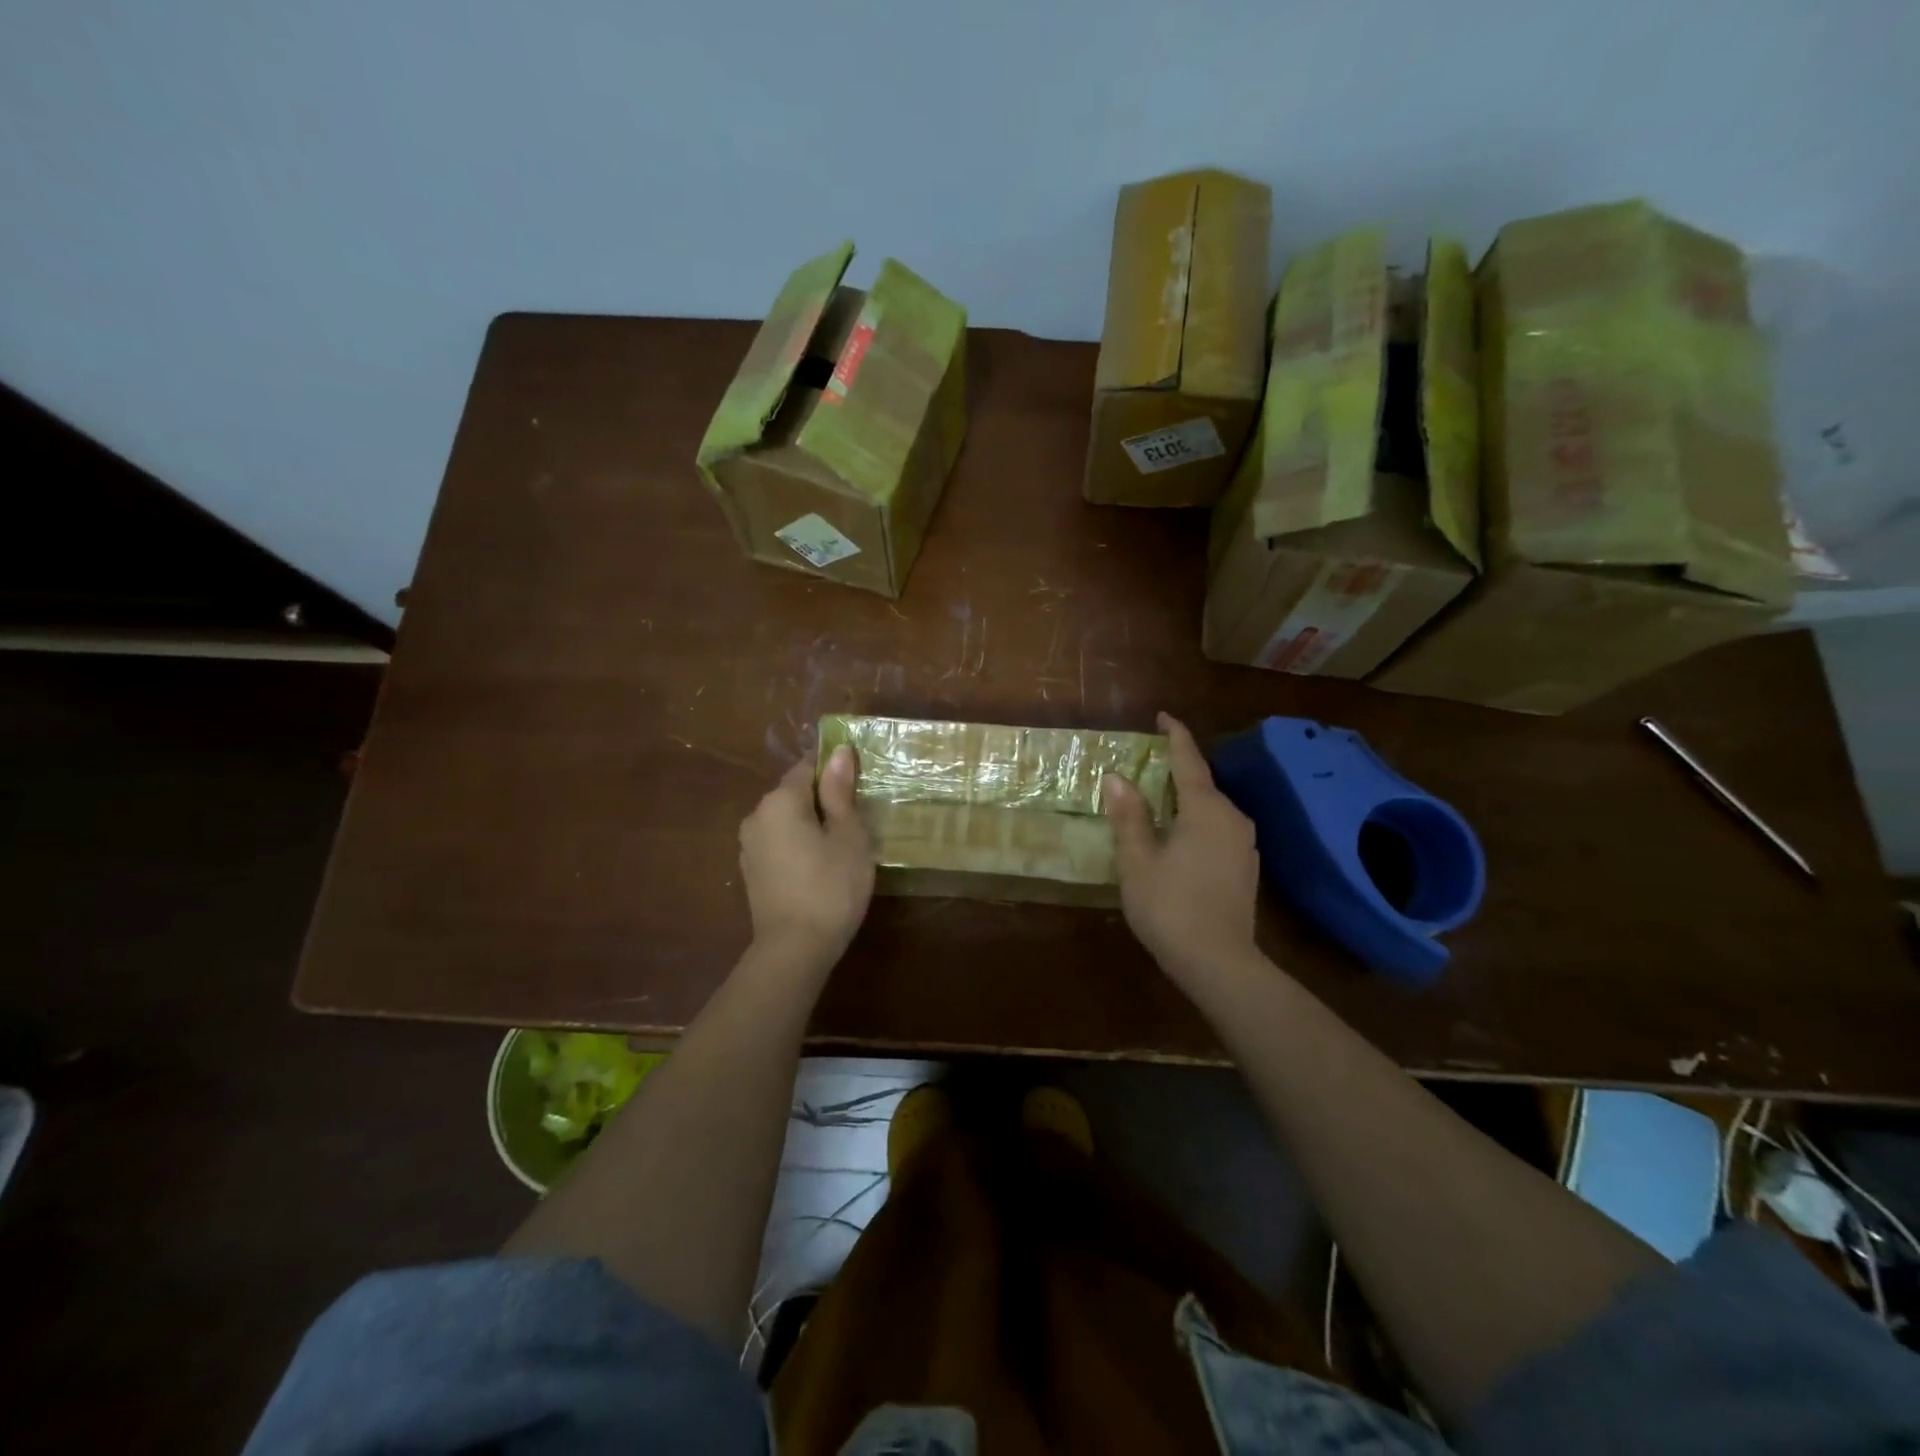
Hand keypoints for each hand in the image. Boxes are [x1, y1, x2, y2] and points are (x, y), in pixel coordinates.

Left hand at [739, 746, 874, 967]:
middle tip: (857, 821)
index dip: (835, 771)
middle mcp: (756, 816)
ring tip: (842, 847)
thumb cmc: (831, 886)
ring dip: (811, 825)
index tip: (859, 787)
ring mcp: (749, 846)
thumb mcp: (847, 835)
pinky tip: (820, 868)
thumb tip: (837, 752)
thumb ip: (840, 792)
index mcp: (779, 800)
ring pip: (786, 820)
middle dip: (824, 800)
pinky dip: (799, 846)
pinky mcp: (751, 872)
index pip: (807, 767)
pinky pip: (779, 844)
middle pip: (794, 793)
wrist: (794, 950)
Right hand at [1104, 712, 1260, 986]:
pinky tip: (1179, 839)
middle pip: (1202, 784)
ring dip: (1186, 800)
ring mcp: (1244, 844)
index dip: (1175, 735)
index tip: (1163, 716)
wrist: (1219, 963)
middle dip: (1177, 771)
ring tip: (1158, 802)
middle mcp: (1232, 818)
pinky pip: (1218, 830)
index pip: (1189, 760)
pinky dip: (1197, 823)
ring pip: (1212, 809)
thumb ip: (1129, 815)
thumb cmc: (1170, 906)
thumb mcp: (1138, 860)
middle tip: (1147, 765)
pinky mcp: (1246, 867)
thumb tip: (1117, 778)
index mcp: (1206, 809)